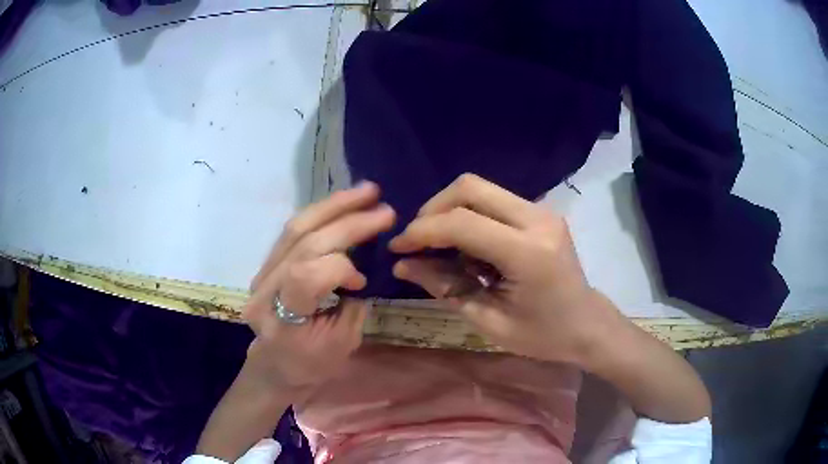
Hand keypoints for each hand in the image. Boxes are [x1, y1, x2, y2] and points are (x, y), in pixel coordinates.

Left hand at [243, 181, 394, 395]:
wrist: (277, 363)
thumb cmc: (312, 363)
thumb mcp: (343, 342)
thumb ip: (353, 301)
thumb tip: (365, 261)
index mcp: (282, 322)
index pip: (305, 276)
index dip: (340, 268)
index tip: (363, 280)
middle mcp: (264, 291)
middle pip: (304, 243)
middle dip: (347, 221)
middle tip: (383, 207)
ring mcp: (261, 273)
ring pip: (295, 228)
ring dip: (333, 205)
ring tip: (366, 191)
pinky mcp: (266, 263)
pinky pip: (293, 230)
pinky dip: (322, 214)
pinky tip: (344, 204)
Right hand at [389, 174, 618, 364]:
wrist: (588, 325)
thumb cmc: (543, 335)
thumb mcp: (489, 321)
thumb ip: (445, 288)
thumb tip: (403, 264)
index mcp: (528, 253)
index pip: (463, 223)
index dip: (422, 232)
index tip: (398, 248)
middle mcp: (538, 219)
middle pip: (470, 187)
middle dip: (433, 210)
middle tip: (417, 241)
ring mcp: (542, 210)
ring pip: (480, 188)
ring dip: (450, 210)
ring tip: (440, 246)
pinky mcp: (541, 211)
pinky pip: (494, 200)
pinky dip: (470, 215)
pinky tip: (468, 246)